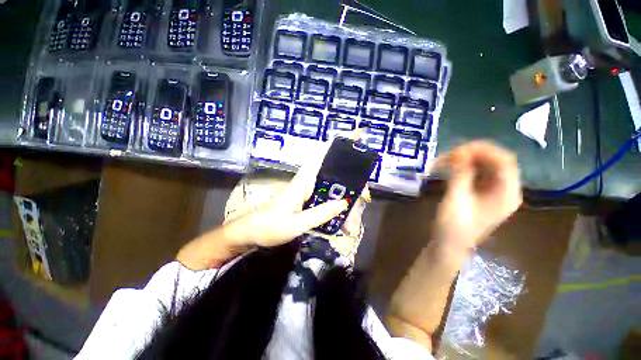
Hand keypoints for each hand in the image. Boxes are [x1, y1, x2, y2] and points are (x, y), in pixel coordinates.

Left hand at [223, 146, 347, 247]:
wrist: (248, 233)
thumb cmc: (269, 227)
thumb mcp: (296, 225)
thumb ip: (319, 214)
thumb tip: (343, 203)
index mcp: (301, 183)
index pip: (319, 158)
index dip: (333, 146)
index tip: (349, 137)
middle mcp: (303, 183)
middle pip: (327, 172)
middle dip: (345, 177)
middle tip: (362, 192)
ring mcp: (302, 191)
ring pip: (325, 184)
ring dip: (340, 190)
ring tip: (354, 201)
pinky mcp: (301, 198)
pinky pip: (320, 194)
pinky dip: (331, 199)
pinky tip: (338, 209)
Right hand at [433, 141, 521, 250]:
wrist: (448, 244)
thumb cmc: (454, 225)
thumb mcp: (457, 198)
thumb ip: (460, 174)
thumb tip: (460, 151)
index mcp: (507, 193)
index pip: (504, 161)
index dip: (484, 150)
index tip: (459, 149)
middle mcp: (504, 189)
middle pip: (495, 161)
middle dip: (472, 154)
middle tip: (449, 154)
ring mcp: (492, 191)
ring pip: (484, 166)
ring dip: (465, 160)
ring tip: (444, 160)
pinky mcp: (480, 193)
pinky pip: (475, 173)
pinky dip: (462, 168)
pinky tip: (448, 168)